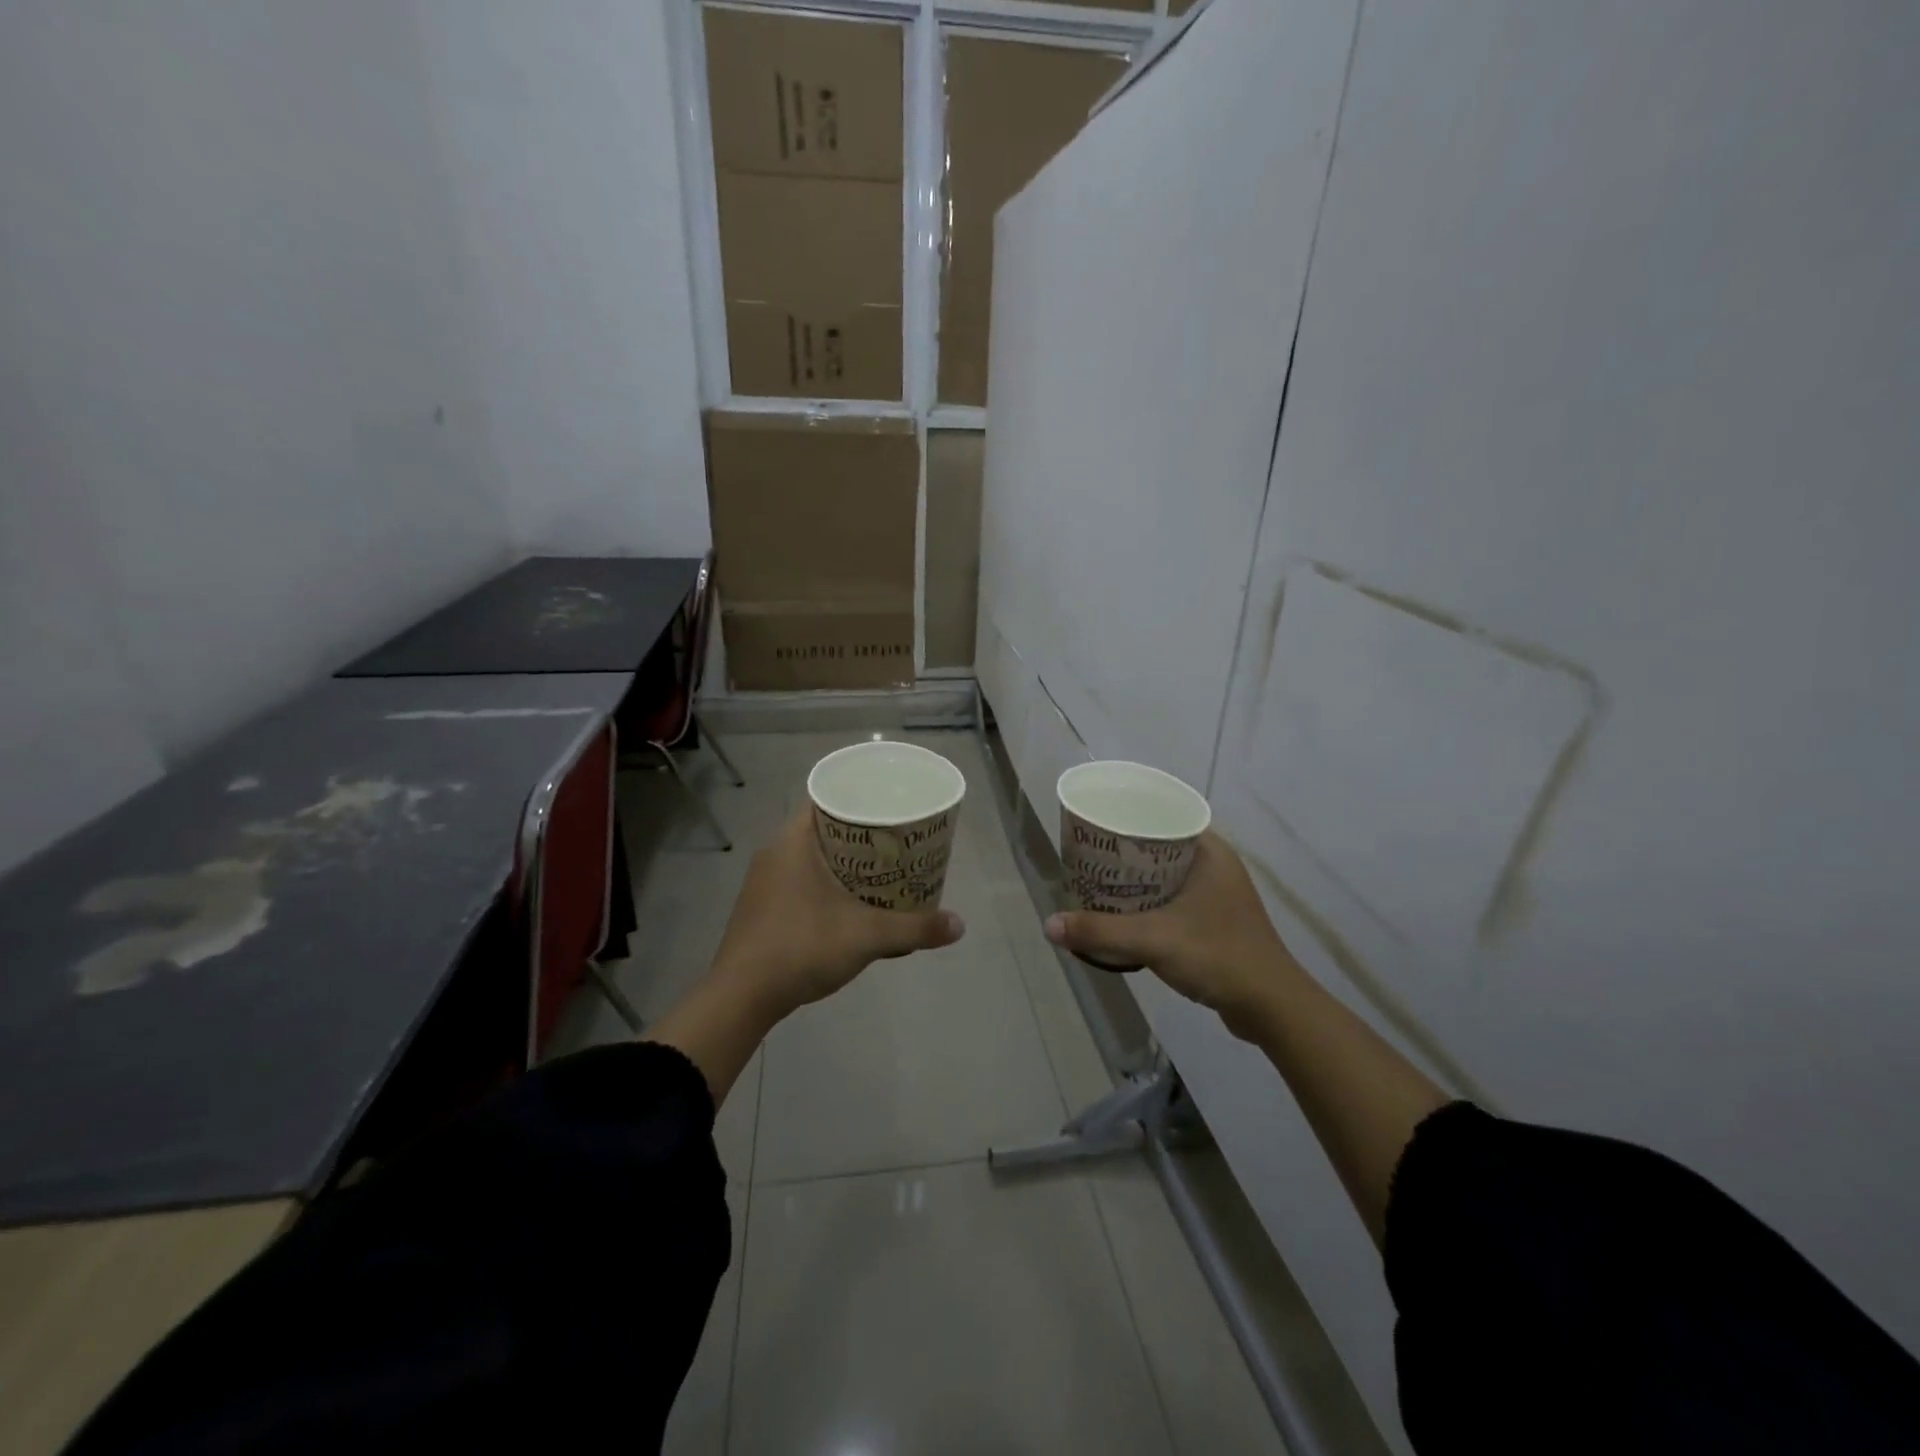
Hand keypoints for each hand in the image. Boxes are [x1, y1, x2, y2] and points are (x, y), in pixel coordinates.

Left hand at [709, 808, 965, 1020]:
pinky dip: (827, 884)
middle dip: (861, 834)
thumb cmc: (801, 947)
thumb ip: (914, 928)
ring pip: (812, 857)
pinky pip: (801, 880)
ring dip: (844, 862)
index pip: (828, 799)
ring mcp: (765, 881)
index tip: (890, 807)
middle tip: (896, 841)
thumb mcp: (866, 936)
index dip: (860, 798)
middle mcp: (775, 852)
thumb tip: (959, 925)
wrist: (741, 997)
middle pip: (824, 828)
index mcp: (793, 840)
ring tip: (881, 871)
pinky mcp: (762, 908)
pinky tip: (849, 905)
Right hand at [1045, 832, 1299, 1036]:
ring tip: (1099, 883)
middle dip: (1124, 853)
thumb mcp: (1152, 940)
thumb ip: (1100, 932)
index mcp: (1209, 852)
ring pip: (1167, 875)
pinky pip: (1174, 898)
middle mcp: (1217, 865)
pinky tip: (1126, 915)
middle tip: (1089, 857)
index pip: (1163, 816)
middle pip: (1160, 847)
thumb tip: (1048, 925)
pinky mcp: (1217, 920)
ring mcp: (1219, 894)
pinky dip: (1150, 902)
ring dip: (1136, 880)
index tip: (1096, 827)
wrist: (1270, 1008)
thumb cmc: (1217, 956)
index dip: (1128, 818)